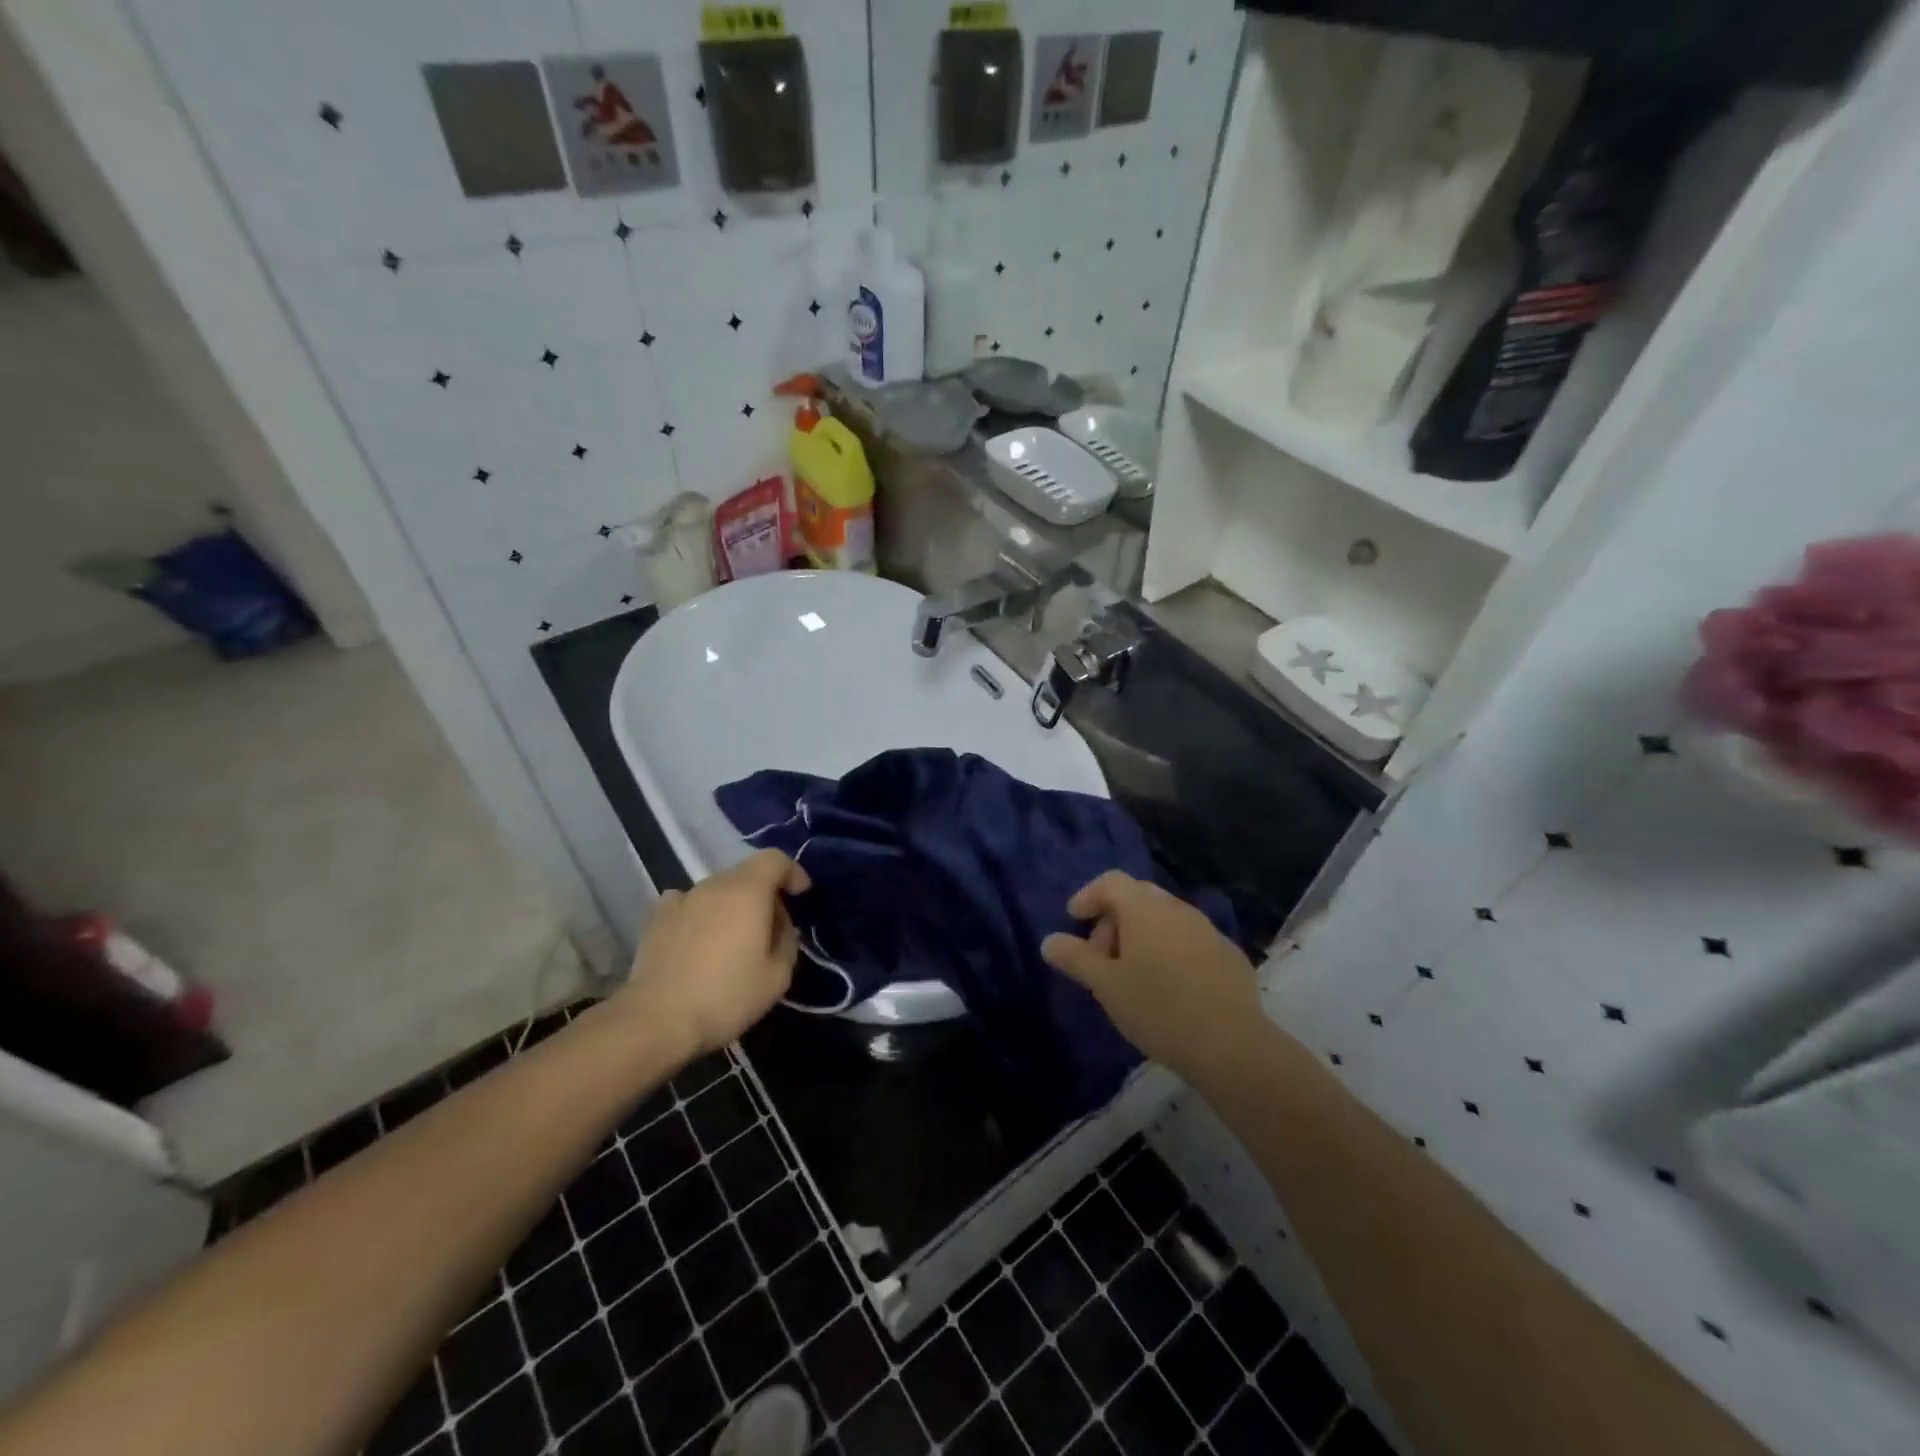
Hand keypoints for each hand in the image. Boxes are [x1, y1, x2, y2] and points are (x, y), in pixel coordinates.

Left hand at [617, 850, 811, 1058]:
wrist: (657, 1020)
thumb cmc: (726, 996)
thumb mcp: (777, 976)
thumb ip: (787, 941)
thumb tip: (780, 926)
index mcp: (748, 891)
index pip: (774, 859)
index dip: (792, 872)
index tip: (800, 895)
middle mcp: (713, 885)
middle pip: (746, 874)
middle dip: (764, 893)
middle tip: (771, 929)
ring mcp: (681, 899)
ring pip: (717, 890)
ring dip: (732, 906)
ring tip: (732, 940)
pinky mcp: (655, 919)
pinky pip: (687, 904)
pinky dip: (700, 913)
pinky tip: (698, 939)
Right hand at [1041, 871, 1261, 1077]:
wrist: (1231, 1046)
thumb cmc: (1158, 1009)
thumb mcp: (1106, 986)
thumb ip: (1075, 958)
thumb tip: (1049, 941)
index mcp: (1144, 909)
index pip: (1111, 881)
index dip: (1088, 896)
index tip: (1075, 921)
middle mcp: (1177, 908)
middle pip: (1137, 897)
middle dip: (1113, 919)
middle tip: (1101, 956)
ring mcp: (1207, 929)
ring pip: (1165, 919)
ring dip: (1142, 935)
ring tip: (1133, 976)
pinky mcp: (1228, 954)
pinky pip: (1189, 939)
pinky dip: (1170, 950)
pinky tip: (1170, 987)